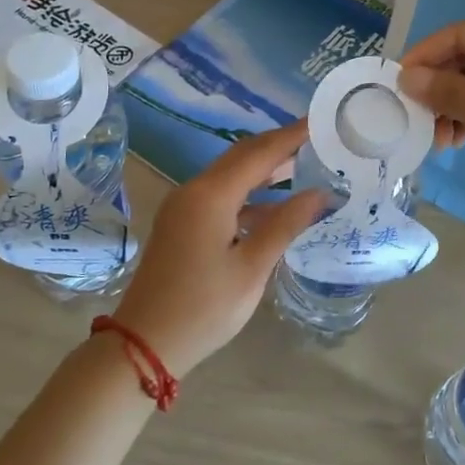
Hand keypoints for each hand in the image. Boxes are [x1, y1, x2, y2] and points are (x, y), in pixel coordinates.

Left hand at [110, 121, 324, 377]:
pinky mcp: (181, 223)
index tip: (320, 121)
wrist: (144, 343)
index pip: (260, 153)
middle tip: (316, 139)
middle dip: (278, 145)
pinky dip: (248, 191)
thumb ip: (286, 224)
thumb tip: (320, 193)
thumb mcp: (252, 268)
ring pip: (230, 174)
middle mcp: (194, 190)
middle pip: (242, 156)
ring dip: (264, 167)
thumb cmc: (204, 307)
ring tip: (303, 164)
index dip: (292, 136)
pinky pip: (220, 193)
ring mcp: (184, 206)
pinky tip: (273, 205)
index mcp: (211, 195)